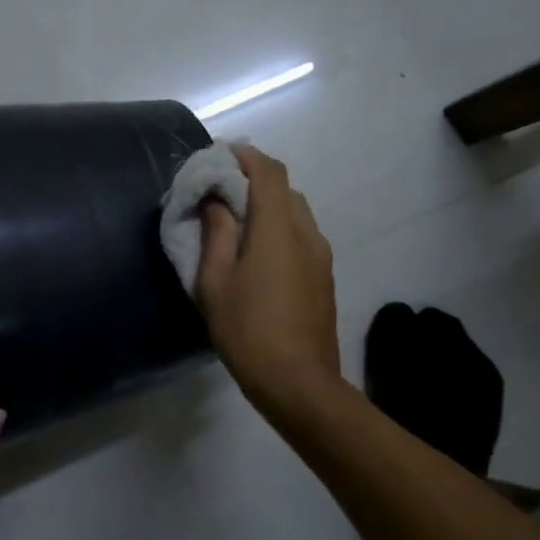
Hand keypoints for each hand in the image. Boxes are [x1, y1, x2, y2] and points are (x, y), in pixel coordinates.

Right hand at [195, 145, 341, 417]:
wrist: (299, 382)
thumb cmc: (247, 330)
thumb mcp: (215, 282)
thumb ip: (216, 234)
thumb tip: (216, 201)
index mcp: (278, 227)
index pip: (268, 171)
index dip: (245, 156)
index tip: (219, 158)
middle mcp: (306, 232)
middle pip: (284, 189)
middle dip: (253, 181)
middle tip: (219, 194)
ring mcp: (321, 255)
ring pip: (295, 213)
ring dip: (267, 207)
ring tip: (235, 225)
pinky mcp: (324, 276)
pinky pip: (301, 236)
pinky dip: (279, 229)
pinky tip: (256, 254)